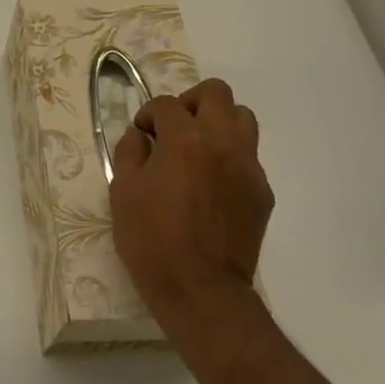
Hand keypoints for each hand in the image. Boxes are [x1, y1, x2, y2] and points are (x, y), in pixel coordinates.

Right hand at [110, 79, 272, 326]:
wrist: (200, 290)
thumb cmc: (152, 240)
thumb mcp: (122, 192)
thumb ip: (130, 153)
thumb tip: (140, 136)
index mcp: (184, 140)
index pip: (167, 104)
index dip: (148, 115)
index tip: (142, 135)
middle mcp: (222, 143)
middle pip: (216, 93)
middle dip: (190, 102)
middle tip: (174, 128)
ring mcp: (248, 167)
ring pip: (242, 117)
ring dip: (218, 122)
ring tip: (198, 147)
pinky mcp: (262, 191)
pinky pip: (249, 155)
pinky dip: (230, 155)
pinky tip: (212, 182)